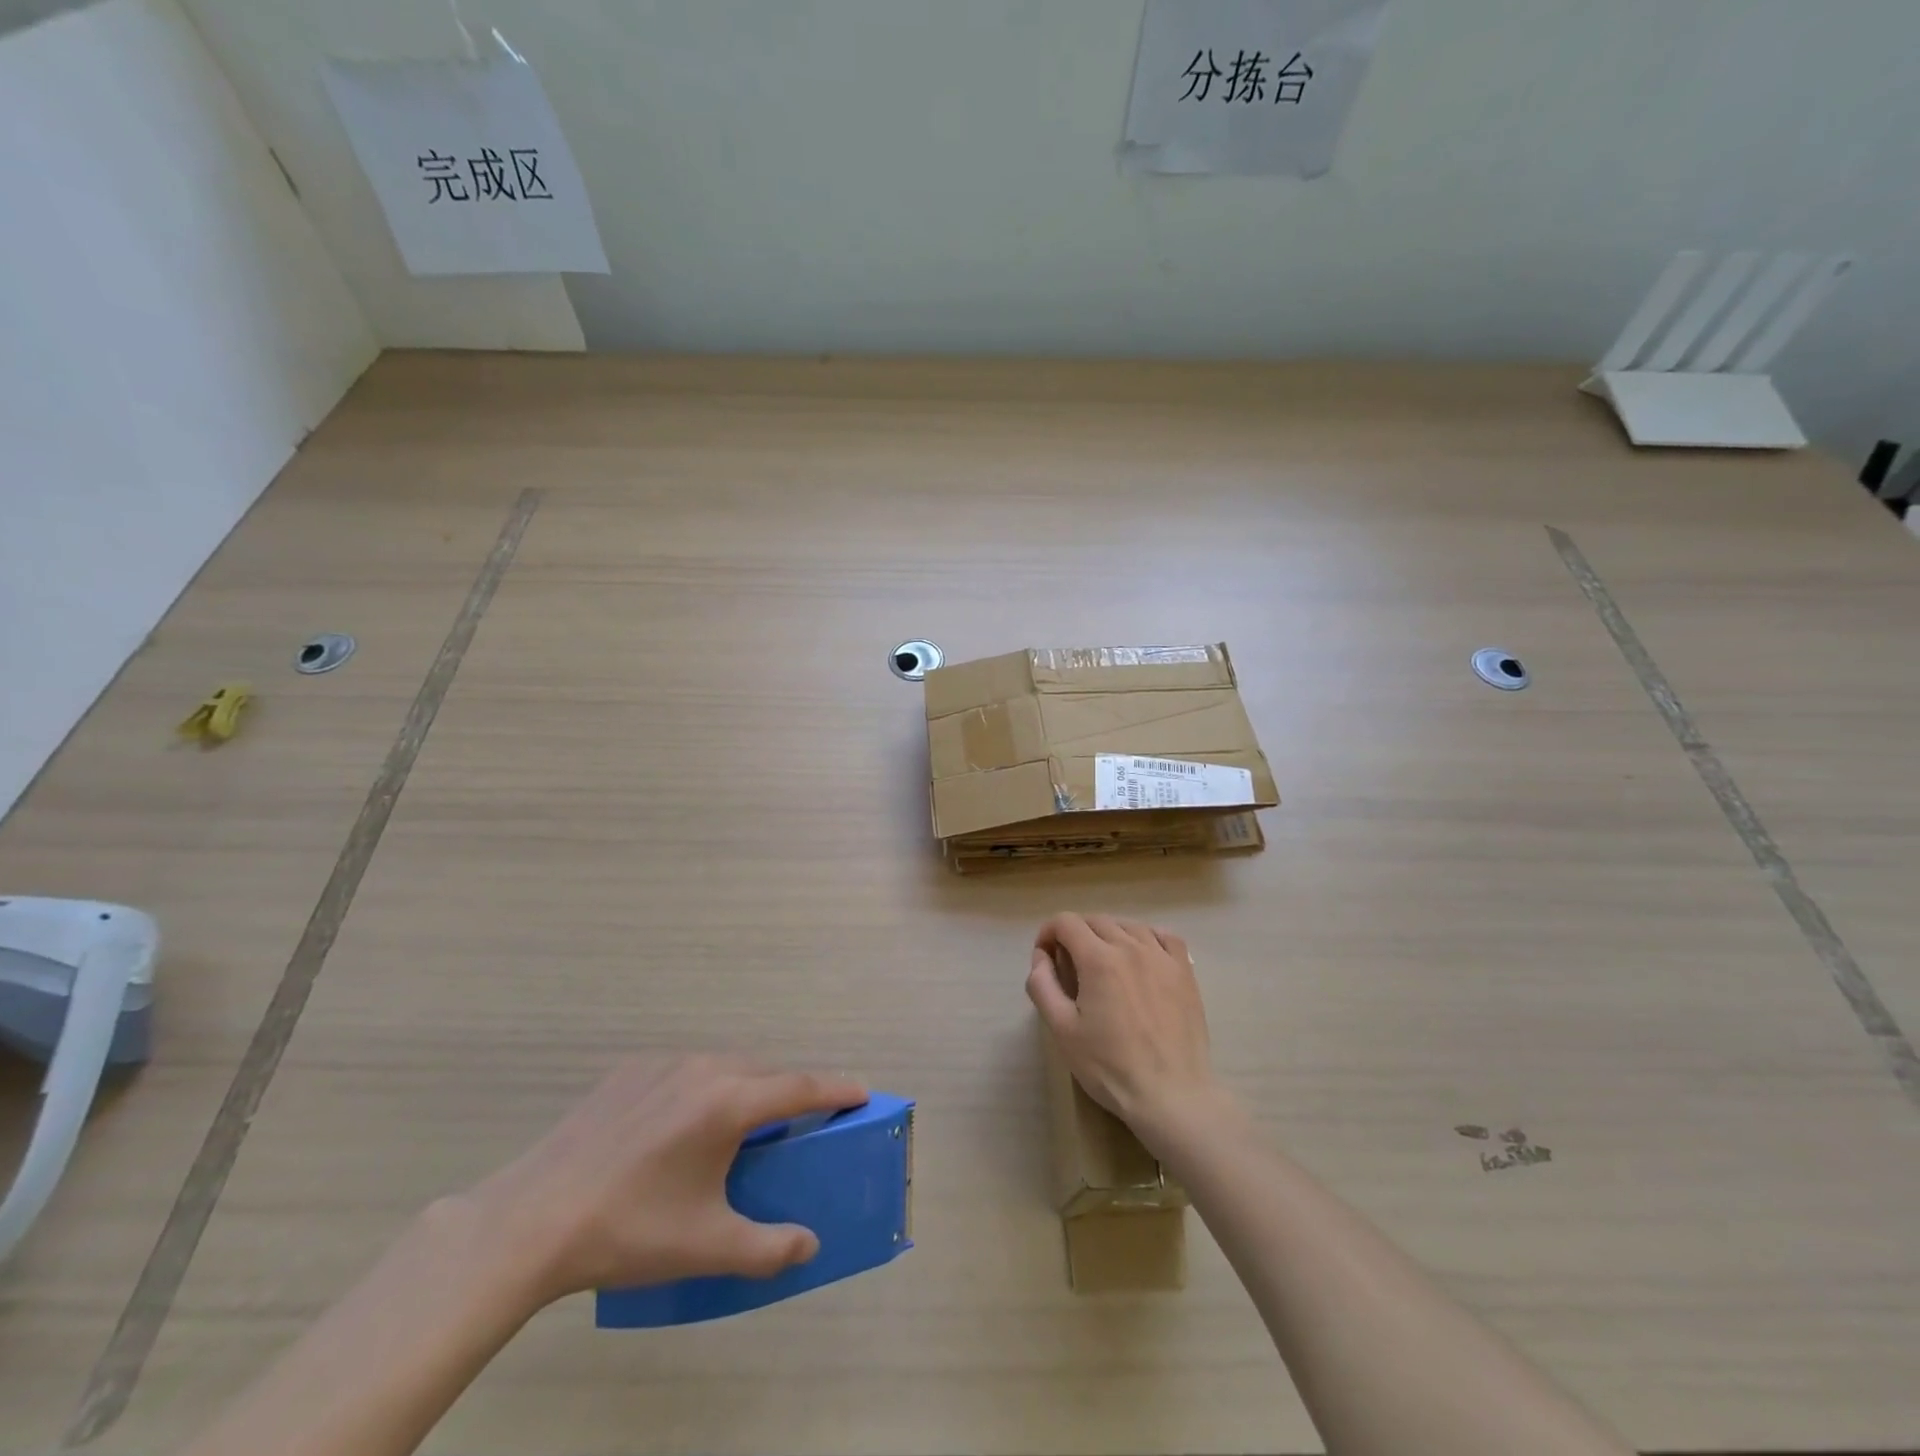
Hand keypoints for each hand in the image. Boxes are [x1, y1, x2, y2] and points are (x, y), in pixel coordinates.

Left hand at [467, 1055, 866, 1306]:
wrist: (532, 1219)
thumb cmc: (631, 1230)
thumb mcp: (707, 1247)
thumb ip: (769, 1248)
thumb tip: (809, 1245)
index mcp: (730, 1103)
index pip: (801, 1087)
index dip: (836, 1088)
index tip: (862, 1091)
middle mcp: (704, 1068)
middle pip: (764, 1071)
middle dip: (790, 1090)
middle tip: (800, 1121)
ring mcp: (664, 1063)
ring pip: (724, 1065)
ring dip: (746, 1086)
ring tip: (740, 1125)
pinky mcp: (630, 1070)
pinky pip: (686, 1069)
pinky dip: (703, 1086)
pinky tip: (681, 1125)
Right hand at [1026, 913, 1222, 1138]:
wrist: (1171, 1095)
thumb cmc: (1110, 1066)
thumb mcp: (1062, 1030)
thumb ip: (1043, 986)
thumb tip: (1040, 957)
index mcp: (1098, 959)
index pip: (1066, 922)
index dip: (1048, 933)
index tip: (1045, 957)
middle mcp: (1131, 947)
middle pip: (1096, 921)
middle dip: (1075, 935)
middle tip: (1069, 966)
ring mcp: (1162, 957)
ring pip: (1128, 926)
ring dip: (1108, 935)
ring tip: (1103, 963)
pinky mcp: (1185, 972)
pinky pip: (1165, 937)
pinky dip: (1147, 937)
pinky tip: (1142, 955)